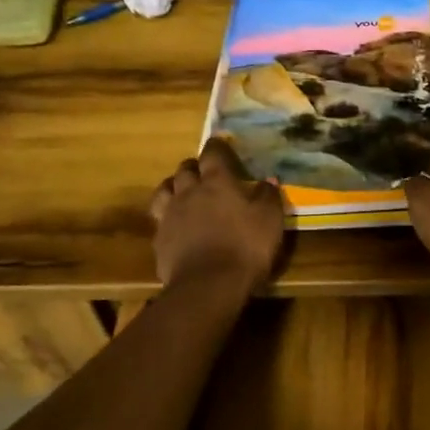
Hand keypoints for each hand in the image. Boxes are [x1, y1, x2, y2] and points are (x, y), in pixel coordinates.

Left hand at [149, 139, 285, 293]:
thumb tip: (269, 179)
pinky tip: (176, 224)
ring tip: (181, 191)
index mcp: (217, 182)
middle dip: (193, 167)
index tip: (219, 143)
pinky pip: (159, 219)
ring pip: (164, 190)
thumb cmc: (245, 247)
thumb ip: (268, 196)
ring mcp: (170, 215)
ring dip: (173, 186)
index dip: (216, 146)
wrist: (208, 285)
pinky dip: (167, 216)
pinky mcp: (159, 239)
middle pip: (185, 170)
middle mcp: (189, 192)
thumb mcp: (270, 220)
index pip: (212, 154)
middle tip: (203, 172)